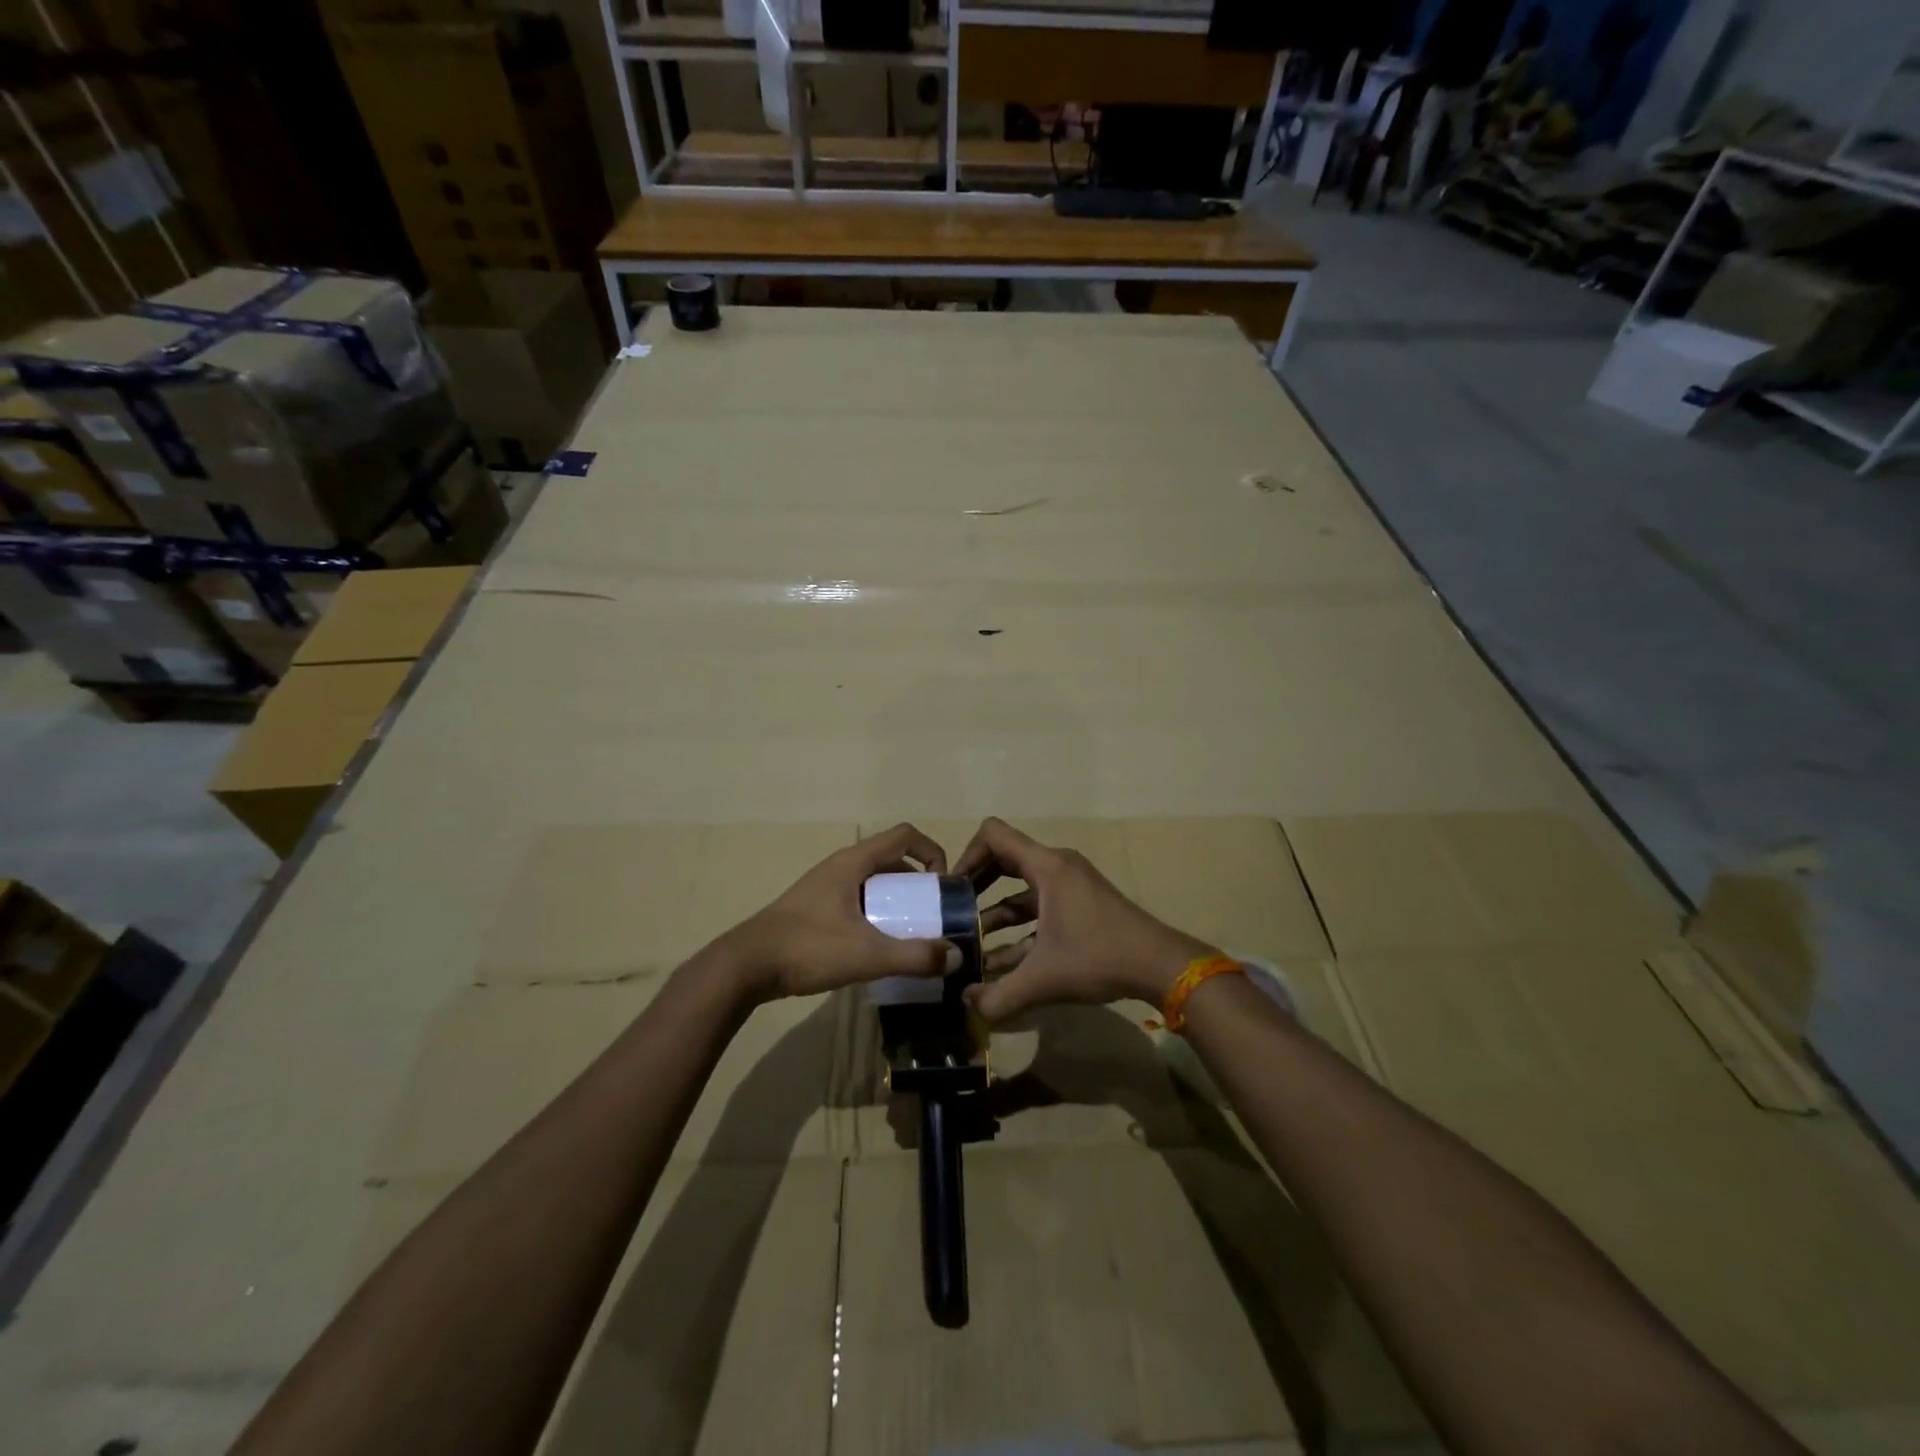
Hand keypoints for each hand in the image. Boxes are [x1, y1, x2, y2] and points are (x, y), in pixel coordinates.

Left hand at [719, 823, 950, 1002]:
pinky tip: (877, 948)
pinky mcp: (815, 909)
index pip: (905, 836)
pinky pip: (858, 901)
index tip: (942, 886)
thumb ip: (914, 956)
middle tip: (930, 916)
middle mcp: (841, 867)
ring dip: (897, 902)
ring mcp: (825, 887)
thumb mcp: (867, 954)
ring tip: (909, 934)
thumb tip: (954, 956)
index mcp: (854, 862)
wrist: (745, 967)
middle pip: (891, 860)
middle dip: (918, 884)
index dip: (932, 852)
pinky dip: (876, 915)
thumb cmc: (808, 948)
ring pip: (874, 883)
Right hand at [953, 817, 1218, 1022]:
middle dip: (977, 886)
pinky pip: (1040, 907)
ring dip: (997, 915)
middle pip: (1004, 859)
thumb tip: (965, 1006)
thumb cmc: (1098, 957)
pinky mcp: (1081, 905)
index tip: (953, 890)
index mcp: (1045, 866)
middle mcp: (1056, 867)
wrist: (1160, 966)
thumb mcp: (1043, 979)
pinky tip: (1003, 965)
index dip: (966, 855)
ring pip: (1022, 889)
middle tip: (956, 913)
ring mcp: (1071, 885)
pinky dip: (1020, 929)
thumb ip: (998, 996)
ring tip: (973, 947)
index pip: (993, 834)